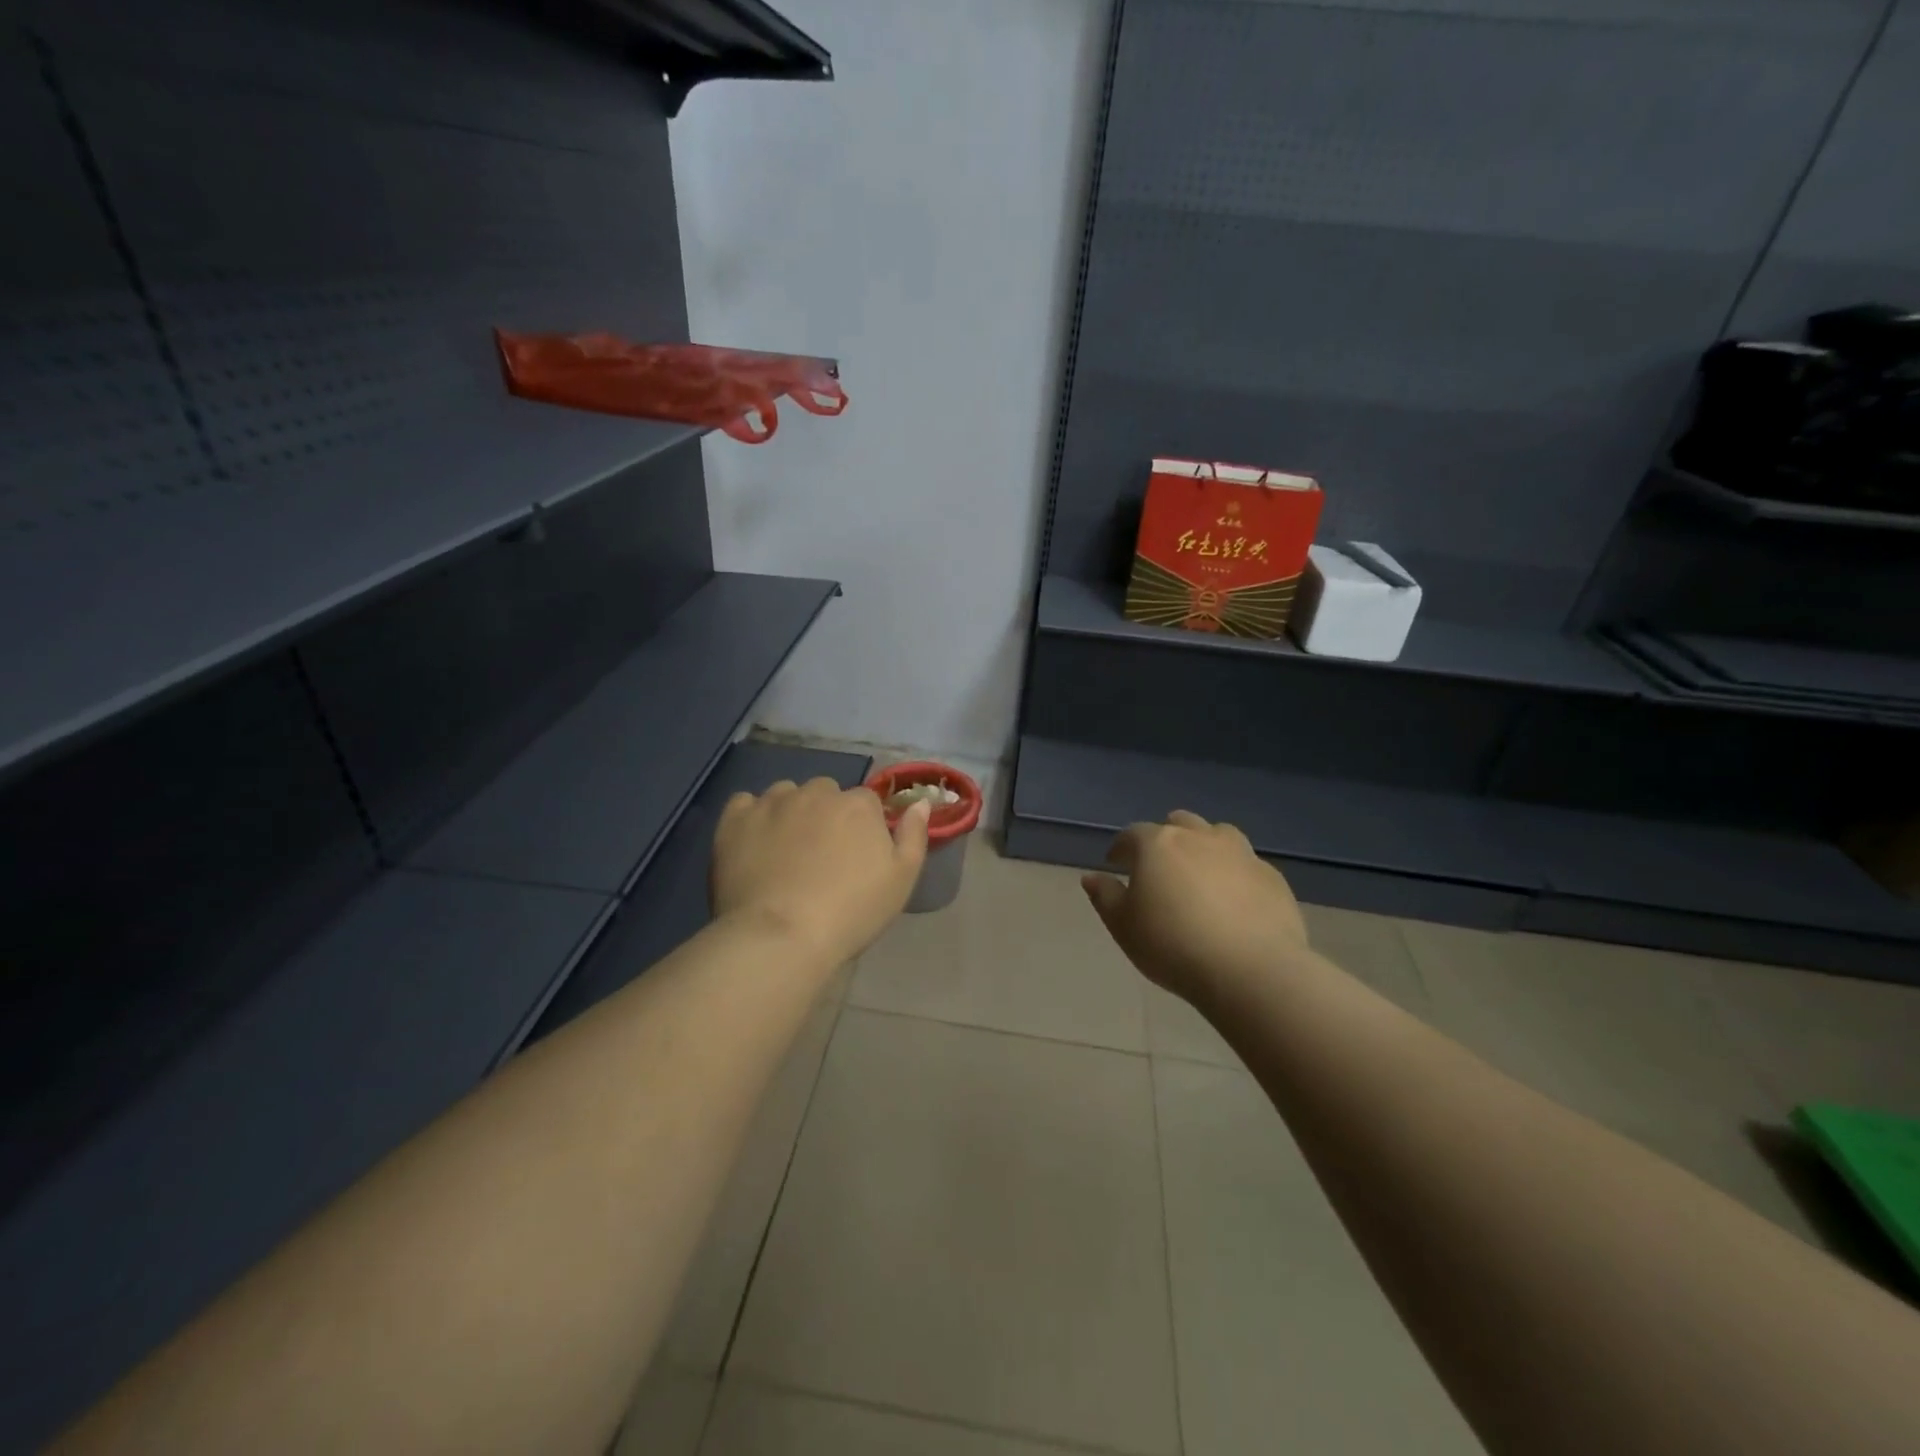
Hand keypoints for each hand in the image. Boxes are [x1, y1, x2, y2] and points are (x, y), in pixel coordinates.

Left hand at [712, 778, 930, 963]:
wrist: (782, 936)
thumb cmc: (852, 911)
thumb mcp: (902, 879)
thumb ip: (914, 835)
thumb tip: (920, 802)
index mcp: (858, 805)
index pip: (865, 802)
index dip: (861, 827)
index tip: (855, 857)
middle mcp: (816, 792)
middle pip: (825, 793)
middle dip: (825, 815)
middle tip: (820, 856)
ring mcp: (772, 803)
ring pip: (785, 794)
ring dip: (789, 812)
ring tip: (784, 852)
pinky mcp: (735, 819)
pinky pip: (744, 803)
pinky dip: (750, 817)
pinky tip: (753, 843)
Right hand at [1082, 811, 1308, 1009]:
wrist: (1250, 969)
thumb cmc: (1172, 945)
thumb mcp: (1123, 926)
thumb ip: (1105, 896)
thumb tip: (1091, 876)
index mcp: (1158, 844)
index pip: (1132, 835)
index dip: (1121, 848)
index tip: (1115, 864)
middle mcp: (1199, 837)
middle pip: (1179, 823)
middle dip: (1165, 838)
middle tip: (1160, 865)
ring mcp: (1241, 853)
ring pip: (1218, 835)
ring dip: (1205, 846)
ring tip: (1200, 873)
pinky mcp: (1272, 876)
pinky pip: (1246, 864)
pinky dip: (1235, 873)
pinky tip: (1234, 899)